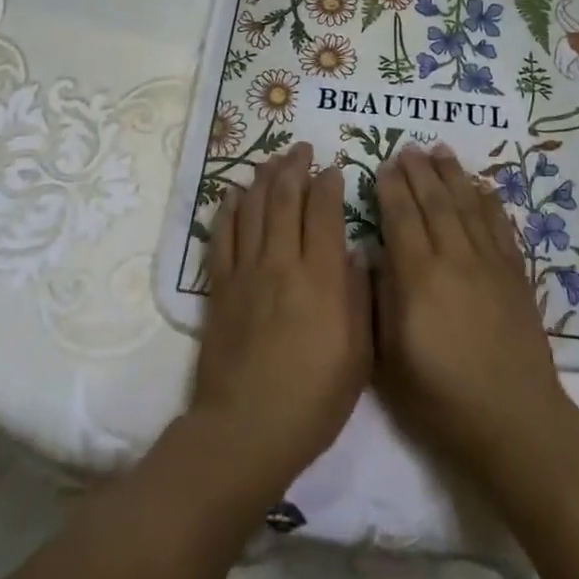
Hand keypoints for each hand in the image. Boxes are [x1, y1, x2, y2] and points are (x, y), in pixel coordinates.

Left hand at [190, 143, 371, 495]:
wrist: (246, 430)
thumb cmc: (313, 399)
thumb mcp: (358, 354)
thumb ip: (359, 297)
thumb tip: (355, 254)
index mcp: (322, 277)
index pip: (325, 212)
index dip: (329, 184)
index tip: (334, 167)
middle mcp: (283, 262)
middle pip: (286, 198)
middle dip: (295, 167)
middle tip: (301, 148)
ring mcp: (247, 271)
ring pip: (253, 208)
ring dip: (263, 178)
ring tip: (272, 159)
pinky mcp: (220, 287)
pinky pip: (222, 236)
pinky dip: (228, 209)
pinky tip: (233, 192)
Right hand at [373, 143, 578, 481]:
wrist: (512, 419)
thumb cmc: (440, 396)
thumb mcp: (390, 357)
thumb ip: (380, 298)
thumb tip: (373, 253)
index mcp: (418, 277)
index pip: (401, 217)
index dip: (391, 188)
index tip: (383, 165)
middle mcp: (454, 258)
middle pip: (434, 202)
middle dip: (419, 171)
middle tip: (408, 146)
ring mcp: (488, 263)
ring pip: (467, 205)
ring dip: (452, 174)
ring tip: (440, 150)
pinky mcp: (514, 273)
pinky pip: (500, 225)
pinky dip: (489, 201)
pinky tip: (481, 185)